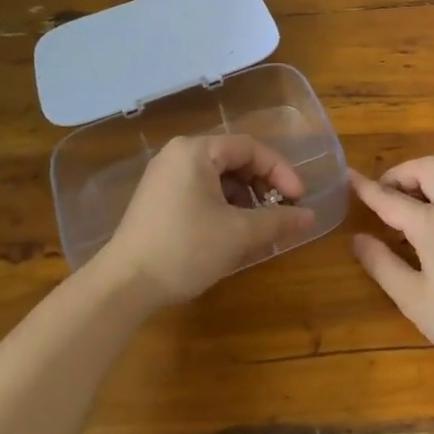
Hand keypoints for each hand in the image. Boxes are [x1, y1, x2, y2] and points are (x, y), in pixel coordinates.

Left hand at [96, 135, 316, 308]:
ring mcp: (164, 176)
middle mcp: (178, 154)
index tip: (298, 199)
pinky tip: (232, 232)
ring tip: (258, 226)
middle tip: (280, 211)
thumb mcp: (239, 234)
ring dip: (244, 198)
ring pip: (218, 177)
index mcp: (196, 151)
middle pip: (234, 159)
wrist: (124, 285)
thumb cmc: (185, 249)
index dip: (280, 171)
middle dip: (262, 185)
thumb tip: (309, 217)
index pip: (250, 148)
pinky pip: (200, 190)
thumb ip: (278, 221)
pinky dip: (223, 205)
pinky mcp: (157, 198)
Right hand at [349, 156, 433, 373]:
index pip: (390, 197)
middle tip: (387, 195)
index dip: (366, 187)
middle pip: (428, 167)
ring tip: (414, 206)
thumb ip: (383, 265)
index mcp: (432, 222)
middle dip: (402, 173)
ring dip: (428, 179)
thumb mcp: (414, 300)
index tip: (348, 176)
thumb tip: (359, 240)